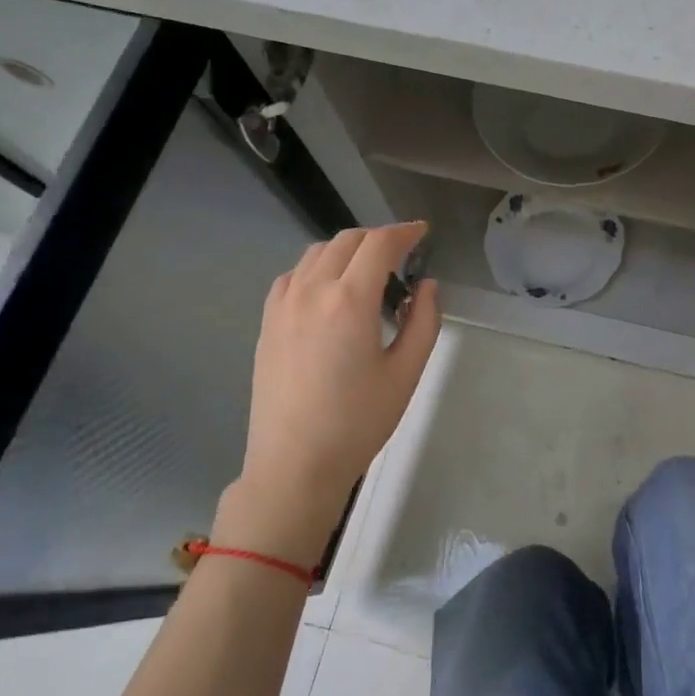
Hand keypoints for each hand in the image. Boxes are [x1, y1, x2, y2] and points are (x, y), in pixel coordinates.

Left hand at [218, 223, 440, 564]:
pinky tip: (331, 292)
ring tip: (369, 272)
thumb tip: (427, 286)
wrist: (294, 463)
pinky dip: (318, 268)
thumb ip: (425, 322)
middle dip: (378, 238)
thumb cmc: (358, 422)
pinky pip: (294, 275)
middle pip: (347, 240)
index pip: (379, 244)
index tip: (422, 232)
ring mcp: (283, 304)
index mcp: (349, 301)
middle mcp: (311, 290)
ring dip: (348, 250)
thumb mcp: (406, 373)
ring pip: (317, 253)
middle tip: (403, 254)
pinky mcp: (267, 321)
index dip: (404, 232)